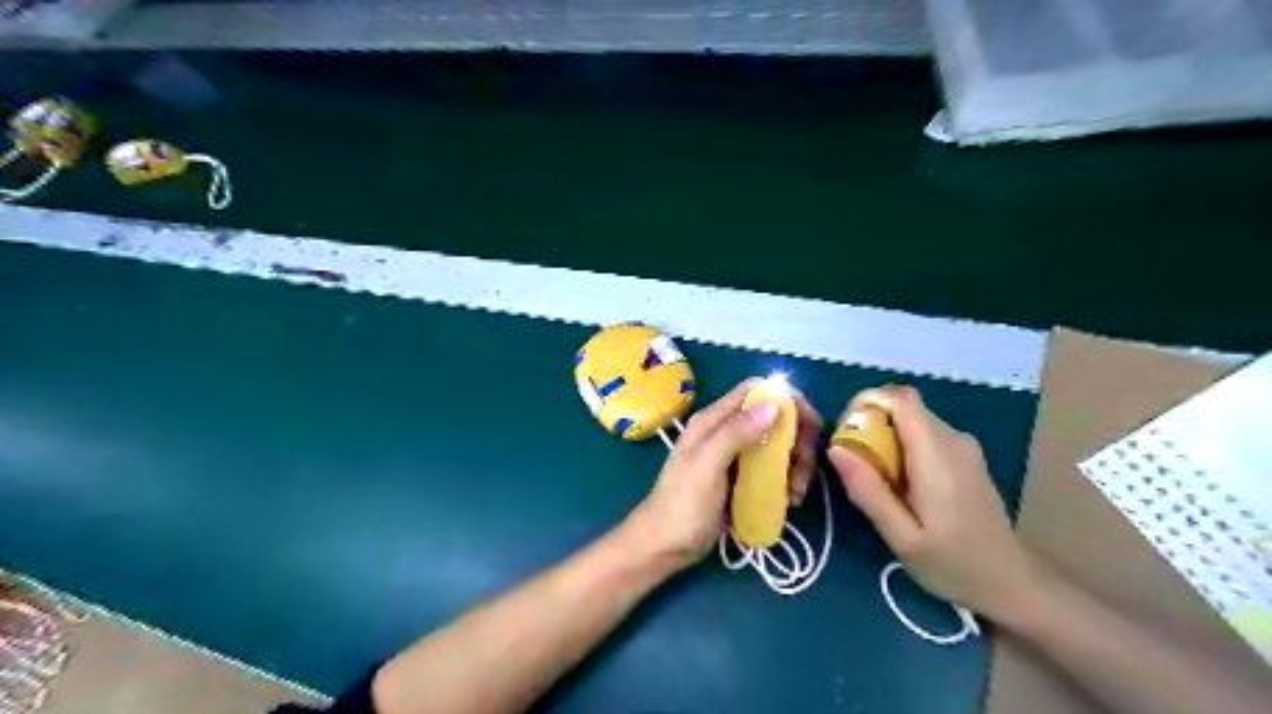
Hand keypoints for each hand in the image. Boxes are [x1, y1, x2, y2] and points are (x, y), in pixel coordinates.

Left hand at [628, 378, 825, 567]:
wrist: (664, 547)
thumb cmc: (682, 505)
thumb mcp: (707, 466)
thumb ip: (736, 433)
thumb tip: (774, 403)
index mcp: (714, 421)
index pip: (756, 391)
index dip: (786, 399)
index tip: (810, 424)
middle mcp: (727, 432)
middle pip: (774, 418)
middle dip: (797, 439)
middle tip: (803, 469)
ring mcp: (735, 457)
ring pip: (778, 445)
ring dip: (795, 464)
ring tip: (795, 493)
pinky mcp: (742, 480)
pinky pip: (773, 470)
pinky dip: (786, 480)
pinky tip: (789, 500)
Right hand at [831, 381, 1036, 622]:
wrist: (1014, 584)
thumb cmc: (954, 564)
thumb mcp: (901, 537)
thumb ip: (868, 491)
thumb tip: (836, 449)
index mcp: (937, 454)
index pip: (900, 399)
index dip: (867, 401)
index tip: (846, 431)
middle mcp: (953, 439)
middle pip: (903, 407)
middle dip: (870, 422)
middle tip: (854, 462)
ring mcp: (963, 446)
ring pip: (912, 420)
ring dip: (885, 436)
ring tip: (874, 479)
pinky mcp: (965, 457)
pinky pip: (924, 434)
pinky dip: (901, 446)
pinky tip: (899, 485)